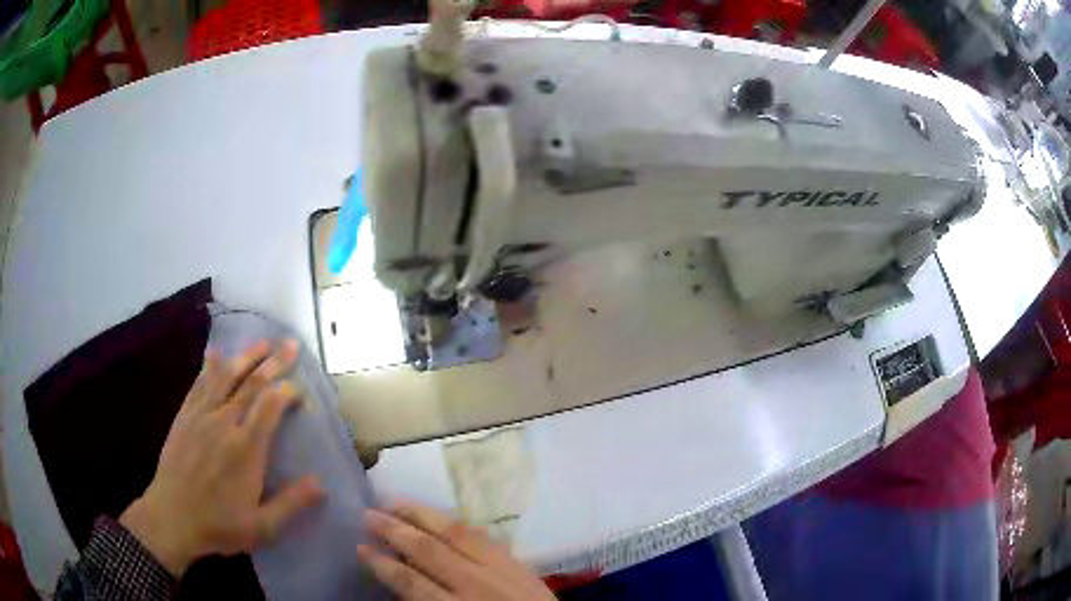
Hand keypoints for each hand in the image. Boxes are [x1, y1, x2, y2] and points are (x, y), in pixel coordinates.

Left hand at [120, 340, 324, 576]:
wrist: (172, 518)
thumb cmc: (219, 524)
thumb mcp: (262, 526)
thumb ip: (291, 503)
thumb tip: (321, 483)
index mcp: (246, 448)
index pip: (270, 406)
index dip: (288, 392)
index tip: (302, 394)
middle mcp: (224, 423)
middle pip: (251, 384)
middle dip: (274, 362)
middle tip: (291, 344)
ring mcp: (201, 416)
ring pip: (226, 377)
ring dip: (246, 357)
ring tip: (262, 342)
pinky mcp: (184, 416)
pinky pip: (199, 384)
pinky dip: (210, 366)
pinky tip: (215, 353)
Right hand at [358, 503, 555, 599]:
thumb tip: (401, 580)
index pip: (413, 583)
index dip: (384, 564)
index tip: (361, 548)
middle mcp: (477, 585)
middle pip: (430, 551)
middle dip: (396, 531)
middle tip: (368, 514)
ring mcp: (502, 570)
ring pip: (457, 533)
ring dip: (423, 516)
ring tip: (396, 502)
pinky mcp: (519, 562)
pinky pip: (484, 535)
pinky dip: (457, 523)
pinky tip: (441, 516)